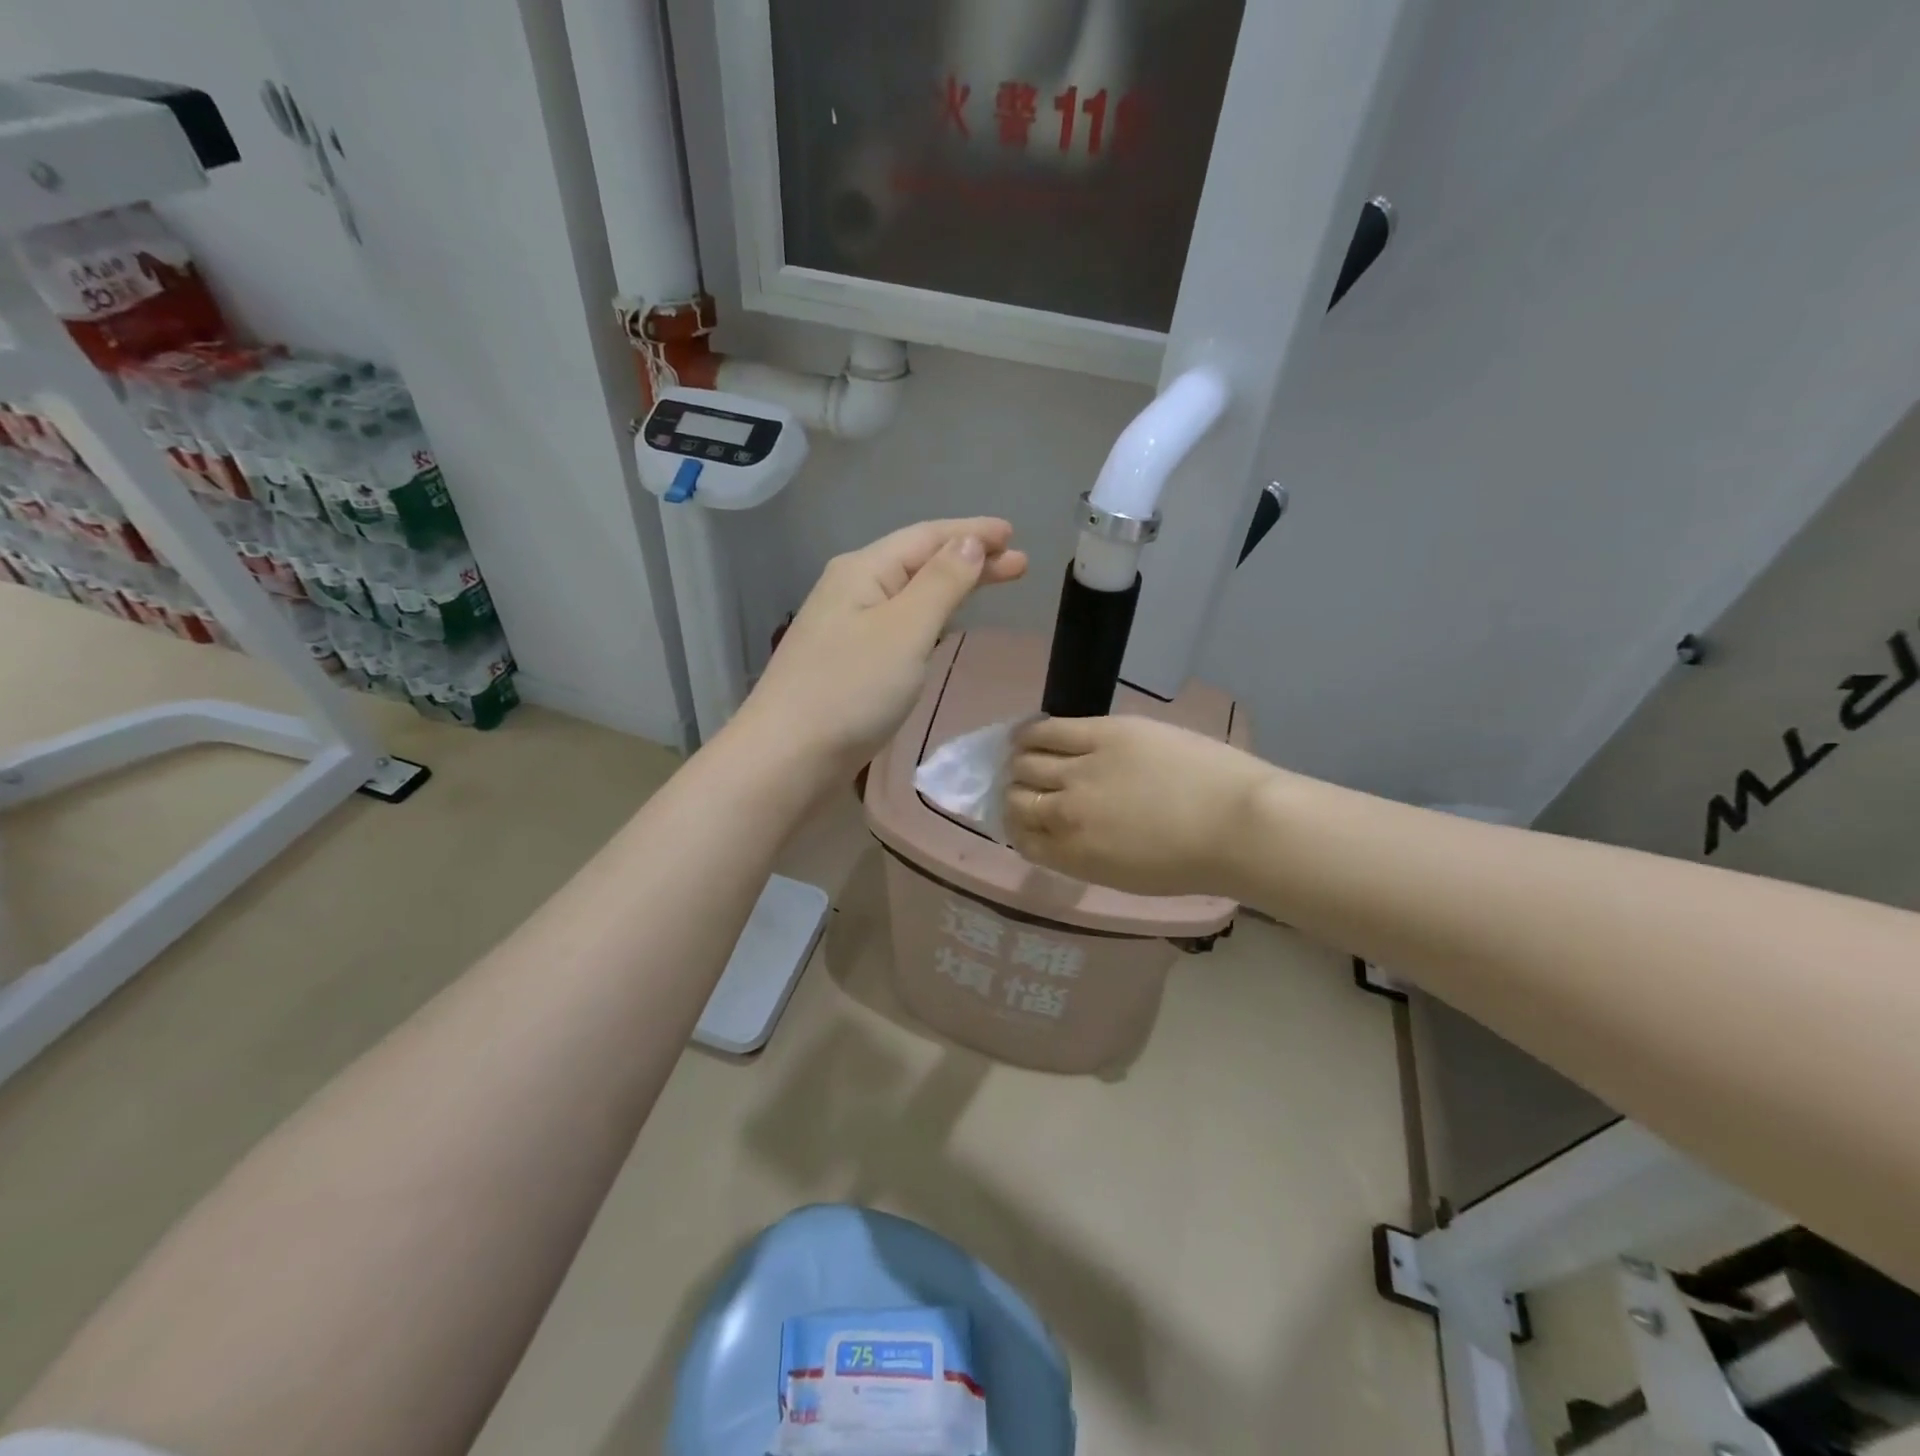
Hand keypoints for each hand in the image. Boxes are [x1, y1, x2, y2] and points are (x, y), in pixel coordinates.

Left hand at [733, 518, 1027, 777]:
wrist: (788, 758)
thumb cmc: (851, 690)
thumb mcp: (905, 629)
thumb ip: (941, 583)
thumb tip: (969, 542)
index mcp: (862, 570)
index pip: (927, 537)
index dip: (973, 532)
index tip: (1014, 534)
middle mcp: (850, 589)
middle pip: (918, 562)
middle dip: (969, 559)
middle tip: (1019, 564)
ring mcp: (845, 627)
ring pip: (908, 594)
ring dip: (951, 587)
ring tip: (990, 586)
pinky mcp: (846, 663)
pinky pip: (897, 624)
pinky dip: (929, 616)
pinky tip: (941, 626)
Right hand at [1004, 715, 1275, 896]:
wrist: (1238, 825)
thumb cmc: (1192, 861)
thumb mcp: (1124, 876)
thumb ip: (1083, 855)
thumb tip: (1062, 832)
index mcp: (1072, 855)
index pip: (1021, 836)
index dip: (1018, 825)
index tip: (1025, 817)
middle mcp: (1066, 813)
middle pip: (1016, 797)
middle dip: (1017, 793)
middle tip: (1029, 786)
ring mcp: (1082, 769)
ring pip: (1025, 761)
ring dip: (1019, 762)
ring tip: (1025, 755)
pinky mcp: (1103, 733)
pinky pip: (1048, 729)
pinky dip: (1029, 733)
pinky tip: (1027, 733)